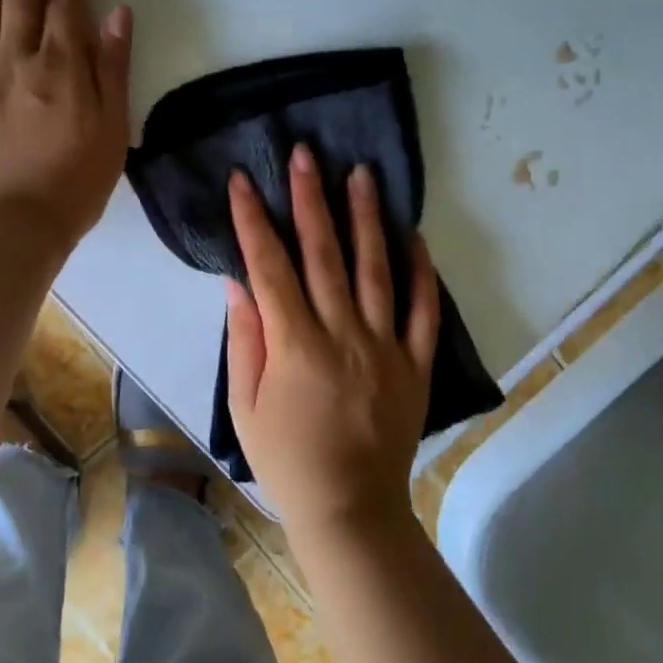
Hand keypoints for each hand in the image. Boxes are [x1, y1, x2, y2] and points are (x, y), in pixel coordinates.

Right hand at [225, 144, 441, 537]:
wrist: (351, 509)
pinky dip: (421, 271)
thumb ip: (245, 341)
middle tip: (306, 154)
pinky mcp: (415, 363)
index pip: (269, 267)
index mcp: (295, 346)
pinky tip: (414, 235)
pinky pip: (423, 310)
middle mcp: (343, 335)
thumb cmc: (287, 461)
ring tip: (362, 174)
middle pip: (324, 254)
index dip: (254, 220)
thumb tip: (240, 283)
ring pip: (376, 269)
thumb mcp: (245, 407)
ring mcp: (385, 346)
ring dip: (367, 218)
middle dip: (310, 198)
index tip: (243, 180)